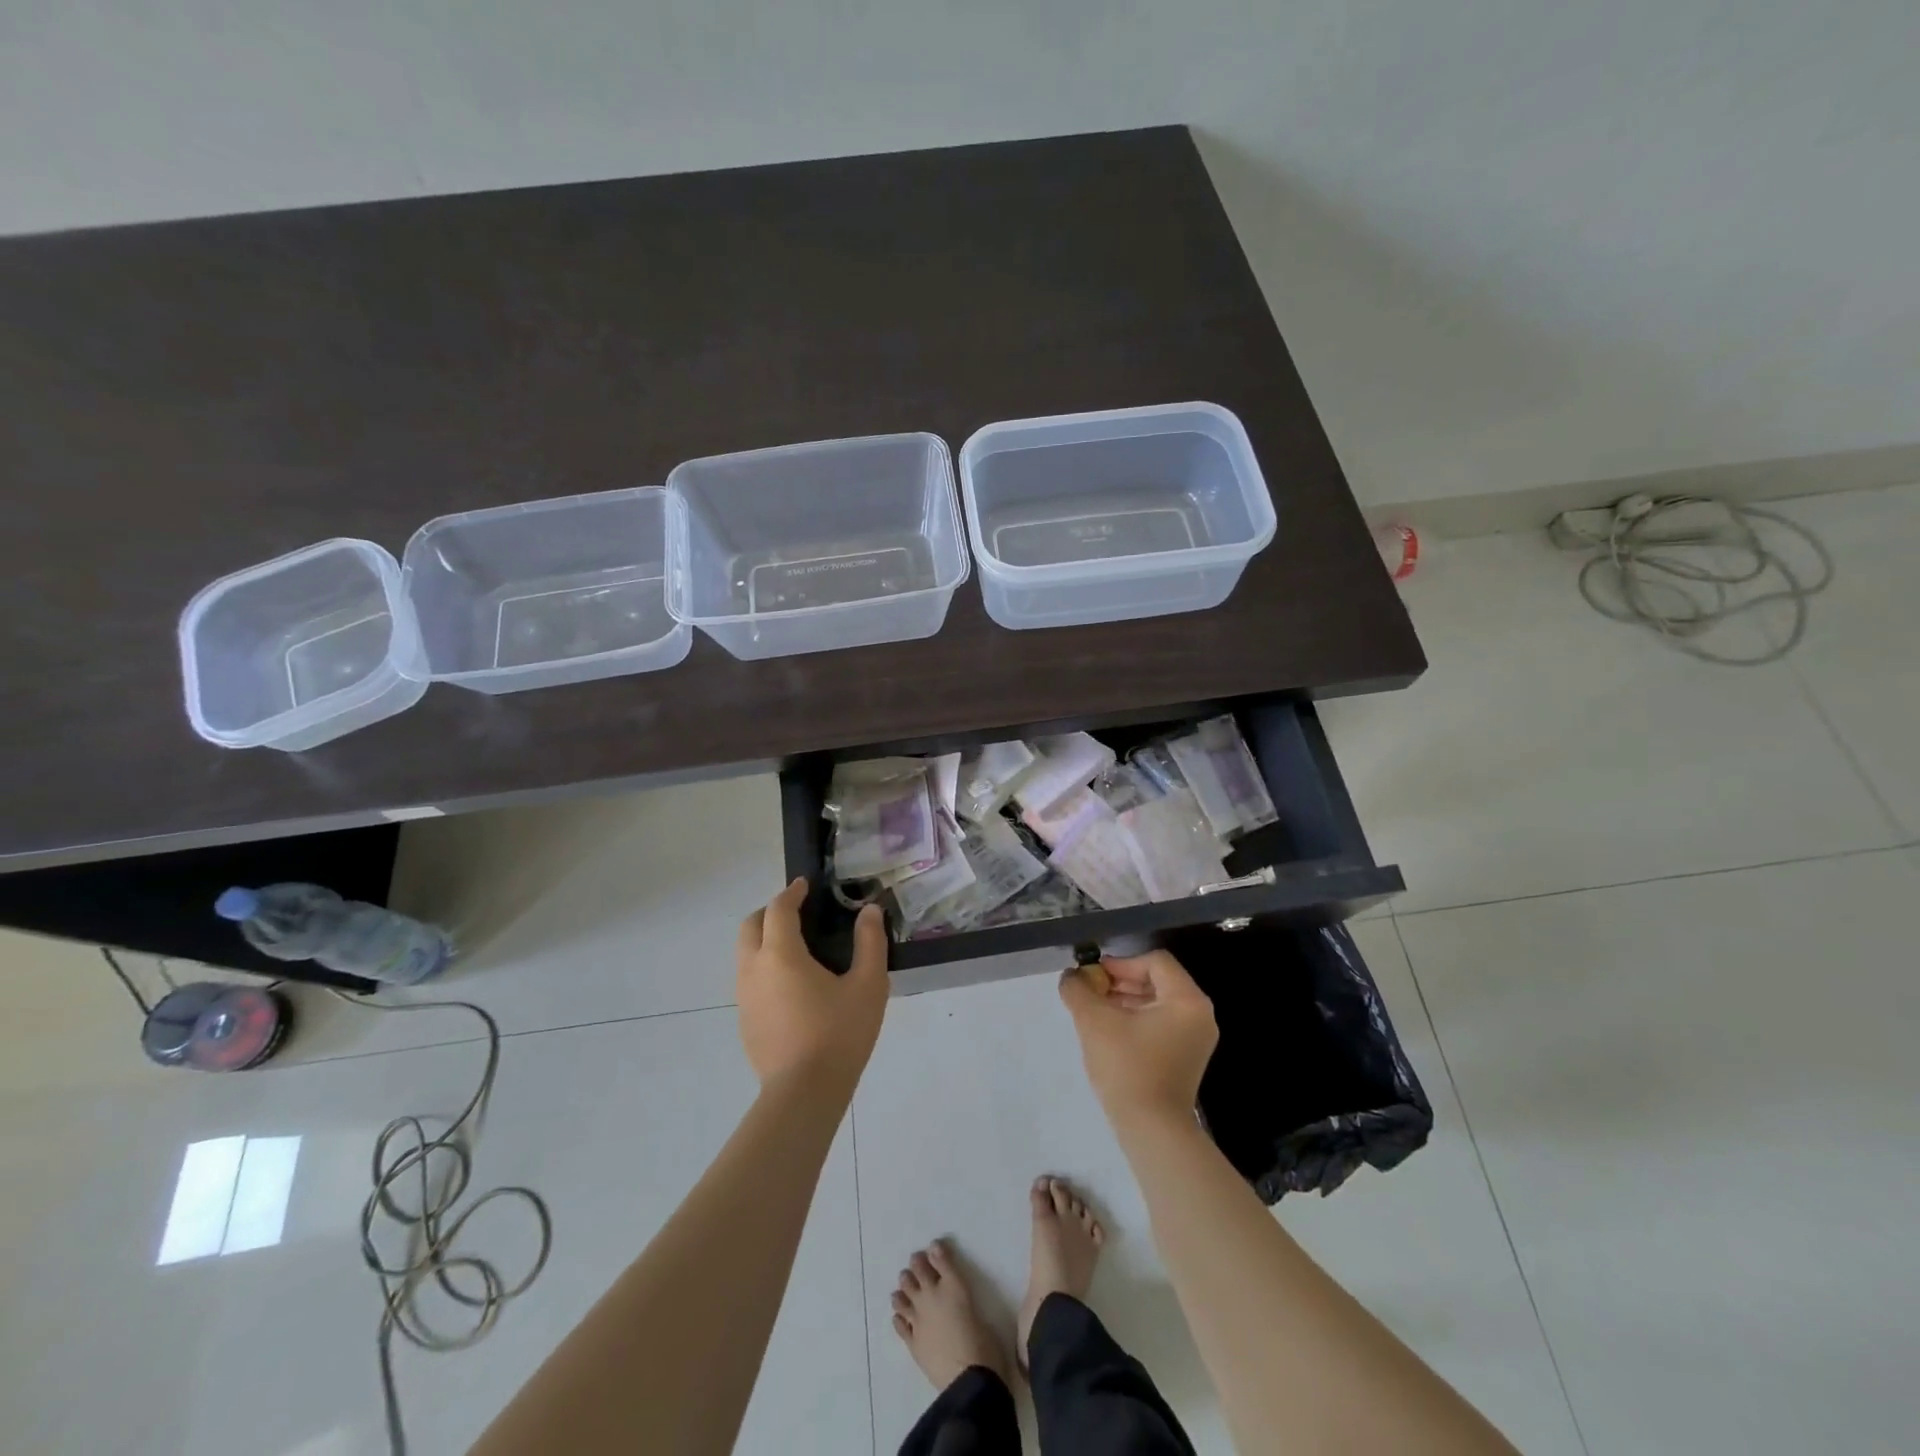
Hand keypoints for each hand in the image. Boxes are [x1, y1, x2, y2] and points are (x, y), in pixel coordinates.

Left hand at [736, 878, 888, 1097]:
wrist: (804, 1094)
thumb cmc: (839, 1034)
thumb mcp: (868, 985)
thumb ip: (870, 943)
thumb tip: (869, 911)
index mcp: (781, 954)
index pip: (778, 909)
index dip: (791, 893)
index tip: (805, 886)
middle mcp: (754, 969)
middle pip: (750, 926)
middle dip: (770, 912)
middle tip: (797, 912)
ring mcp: (745, 997)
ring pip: (745, 954)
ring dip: (764, 939)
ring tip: (796, 947)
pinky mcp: (745, 1022)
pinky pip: (749, 980)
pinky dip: (764, 967)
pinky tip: (791, 986)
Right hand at [1058, 950, 1217, 1127]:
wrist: (1151, 1131)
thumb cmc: (1127, 1068)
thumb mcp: (1094, 1021)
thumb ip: (1078, 989)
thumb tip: (1071, 976)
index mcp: (1187, 1000)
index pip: (1154, 961)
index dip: (1120, 963)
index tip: (1093, 977)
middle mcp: (1199, 1015)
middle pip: (1157, 980)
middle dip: (1120, 982)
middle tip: (1090, 992)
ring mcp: (1195, 1038)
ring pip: (1157, 1003)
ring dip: (1124, 1001)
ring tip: (1094, 1011)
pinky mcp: (1186, 1058)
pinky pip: (1160, 1024)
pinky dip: (1135, 1020)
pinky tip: (1109, 1032)